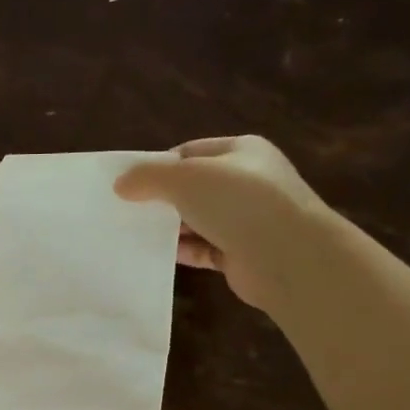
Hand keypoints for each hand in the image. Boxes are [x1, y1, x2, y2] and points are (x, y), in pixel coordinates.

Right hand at [114, 135, 324, 312]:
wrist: (289, 257)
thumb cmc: (239, 203)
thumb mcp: (186, 178)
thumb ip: (149, 177)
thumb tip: (121, 184)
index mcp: (240, 152)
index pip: (190, 153)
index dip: (158, 166)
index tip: (128, 185)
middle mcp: (246, 182)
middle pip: (192, 188)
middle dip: (161, 199)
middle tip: (125, 212)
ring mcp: (246, 220)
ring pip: (197, 220)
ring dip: (169, 228)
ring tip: (132, 236)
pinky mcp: (240, 254)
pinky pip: (203, 249)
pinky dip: (182, 252)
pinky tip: (156, 256)